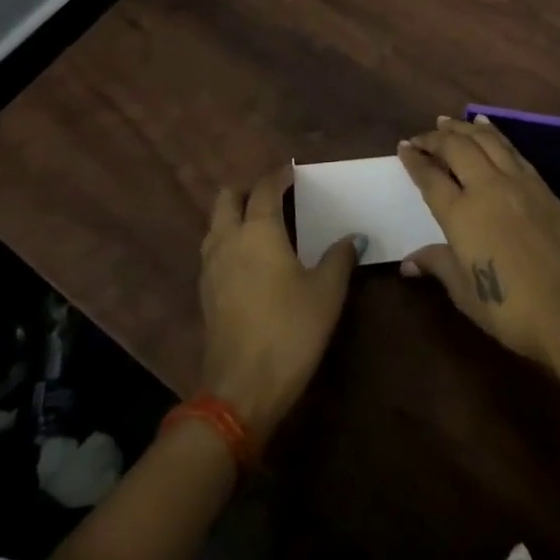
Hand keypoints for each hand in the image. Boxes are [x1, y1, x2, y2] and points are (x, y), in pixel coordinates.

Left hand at [198, 163, 362, 438]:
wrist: (242, 389)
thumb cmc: (290, 330)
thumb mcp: (327, 292)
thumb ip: (340, 258)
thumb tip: (354, 237)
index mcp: (259, 230)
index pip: (265, 188)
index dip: (279, 175)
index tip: (292, 171)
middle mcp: (229, 239)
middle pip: (227, 198)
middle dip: (248, 188)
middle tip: (274, 194)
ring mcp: (211, 266)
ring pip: (216, 223)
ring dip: (235, 214)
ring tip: (262, 223)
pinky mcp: (205, 292)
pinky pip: (214, 249)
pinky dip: (229, 239)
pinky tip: (250, 257)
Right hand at [398, 116, 559, 369]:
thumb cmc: (509, 308)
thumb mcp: (464, 292)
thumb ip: (437, 265)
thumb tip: (408, 262)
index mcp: (461, 214)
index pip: (430, 177)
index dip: (414, 160)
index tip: (403, 147)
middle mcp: (487, 187)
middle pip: (456, 147)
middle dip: (435, 138)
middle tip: (422, 137)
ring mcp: (518, 182)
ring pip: (486, 140)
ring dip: (464, 127)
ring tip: (448, 121)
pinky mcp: (541, 186)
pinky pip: (512, 149)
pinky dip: (495, 133)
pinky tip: (488, 128)